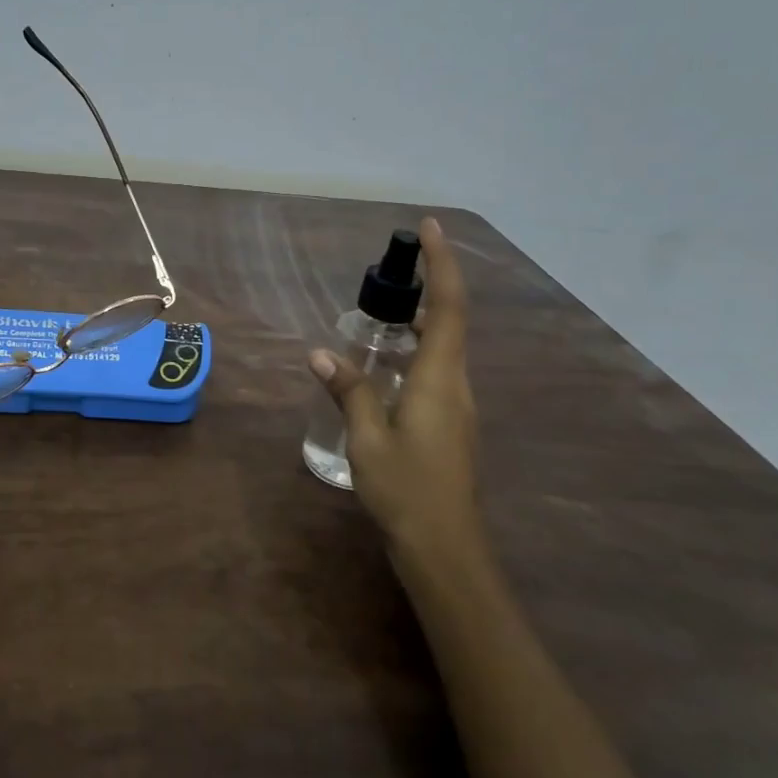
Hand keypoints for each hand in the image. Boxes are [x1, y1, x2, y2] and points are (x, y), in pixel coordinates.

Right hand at [310, 217, 479, 557]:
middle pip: (449, 321)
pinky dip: (412, 352)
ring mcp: (456, 405)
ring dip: (417, 322)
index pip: (448, 306)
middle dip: (425, 287)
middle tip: (387, 274)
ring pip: (442, 348)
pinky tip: (382, 367)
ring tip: (376, 317)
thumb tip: (321, 353)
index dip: (442, 264)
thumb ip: (349, 391)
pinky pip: (434, 370)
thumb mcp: (368, 438)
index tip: (430, 228)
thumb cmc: (407, 490)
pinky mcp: (449, 423)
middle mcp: (455, 384)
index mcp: (440, 379)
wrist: (445, 549)